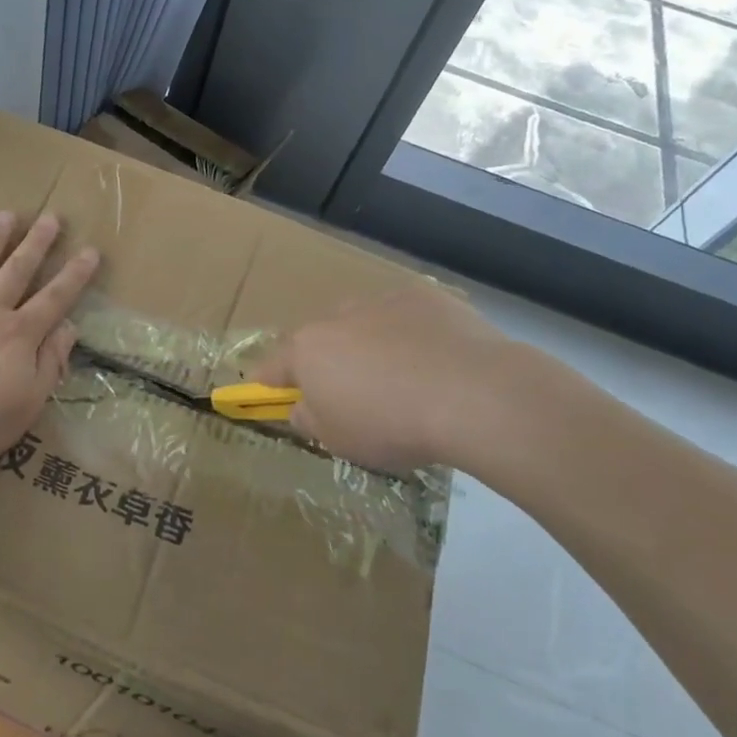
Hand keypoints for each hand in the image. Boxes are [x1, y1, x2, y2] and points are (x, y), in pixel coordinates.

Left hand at [0, 211, 98, 469]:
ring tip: (7, 215)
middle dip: (37, 244)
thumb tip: (69, 328)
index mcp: (19, 335)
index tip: (90, 251)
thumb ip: (50, 362)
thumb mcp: (28, 403)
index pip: (55, 299)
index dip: (74, 275)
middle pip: (17, 271)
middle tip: (51, 216)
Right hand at [253, 285, 590, 477]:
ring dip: (371, 343)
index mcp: (308, 350)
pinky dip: (412, 333)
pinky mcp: (425, 295)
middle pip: (322, 339)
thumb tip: (303, 406)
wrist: (472, 394)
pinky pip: (406, 315)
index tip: (264, 388)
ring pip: (364, 322)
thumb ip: (311, 419)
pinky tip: (437, 359)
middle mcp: (338, 317)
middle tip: (353, 392)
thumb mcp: (339, 441)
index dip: (267, 380)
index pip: (274, 365)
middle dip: (329, 360)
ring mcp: (382, 301)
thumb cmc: (392, 425)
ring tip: (402, 376)